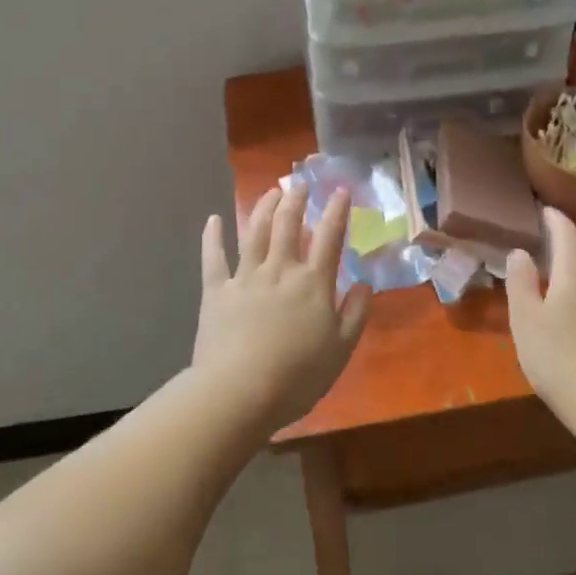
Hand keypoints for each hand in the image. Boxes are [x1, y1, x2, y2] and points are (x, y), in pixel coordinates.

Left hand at [193, 184, 371, 431]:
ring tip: (270, 191)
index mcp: (313, 283)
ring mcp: (245, 277)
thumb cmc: (297, 376)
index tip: (340, 191)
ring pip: (254, 231)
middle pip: (288, 224)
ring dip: (263, 207)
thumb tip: (363, 284)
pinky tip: (213, 219)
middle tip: (299, 183)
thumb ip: (355, 314)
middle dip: (296, 200)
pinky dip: (212, 236)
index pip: (329, 238)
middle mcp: (280, 270)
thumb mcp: (341, 350)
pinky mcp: (216, 291)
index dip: (336, 211)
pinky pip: (213, 257)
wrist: (239, 391)